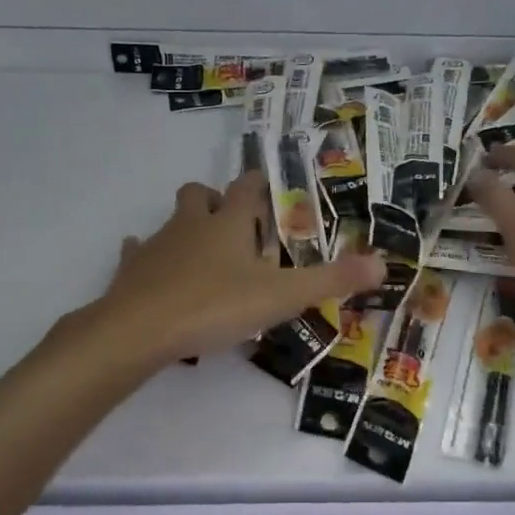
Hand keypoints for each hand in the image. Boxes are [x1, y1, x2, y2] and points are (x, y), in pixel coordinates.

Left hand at [90, 171, 384, 366]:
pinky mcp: (131, 271)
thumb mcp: (281, 296)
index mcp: (229, 224)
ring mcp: (157, 245)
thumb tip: (384, 264)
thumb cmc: (214, 305)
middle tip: (235, 226)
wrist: (139, 330)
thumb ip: (331, 280)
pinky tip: (155, 273)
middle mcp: (191, 225)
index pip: (248, 188)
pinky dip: (146, 257)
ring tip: (203, 255)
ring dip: (186, 228)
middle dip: (217, 200)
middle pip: (200, 194)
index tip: (268, 187)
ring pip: (171, 221)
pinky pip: (137, 252)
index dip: (259, 184)